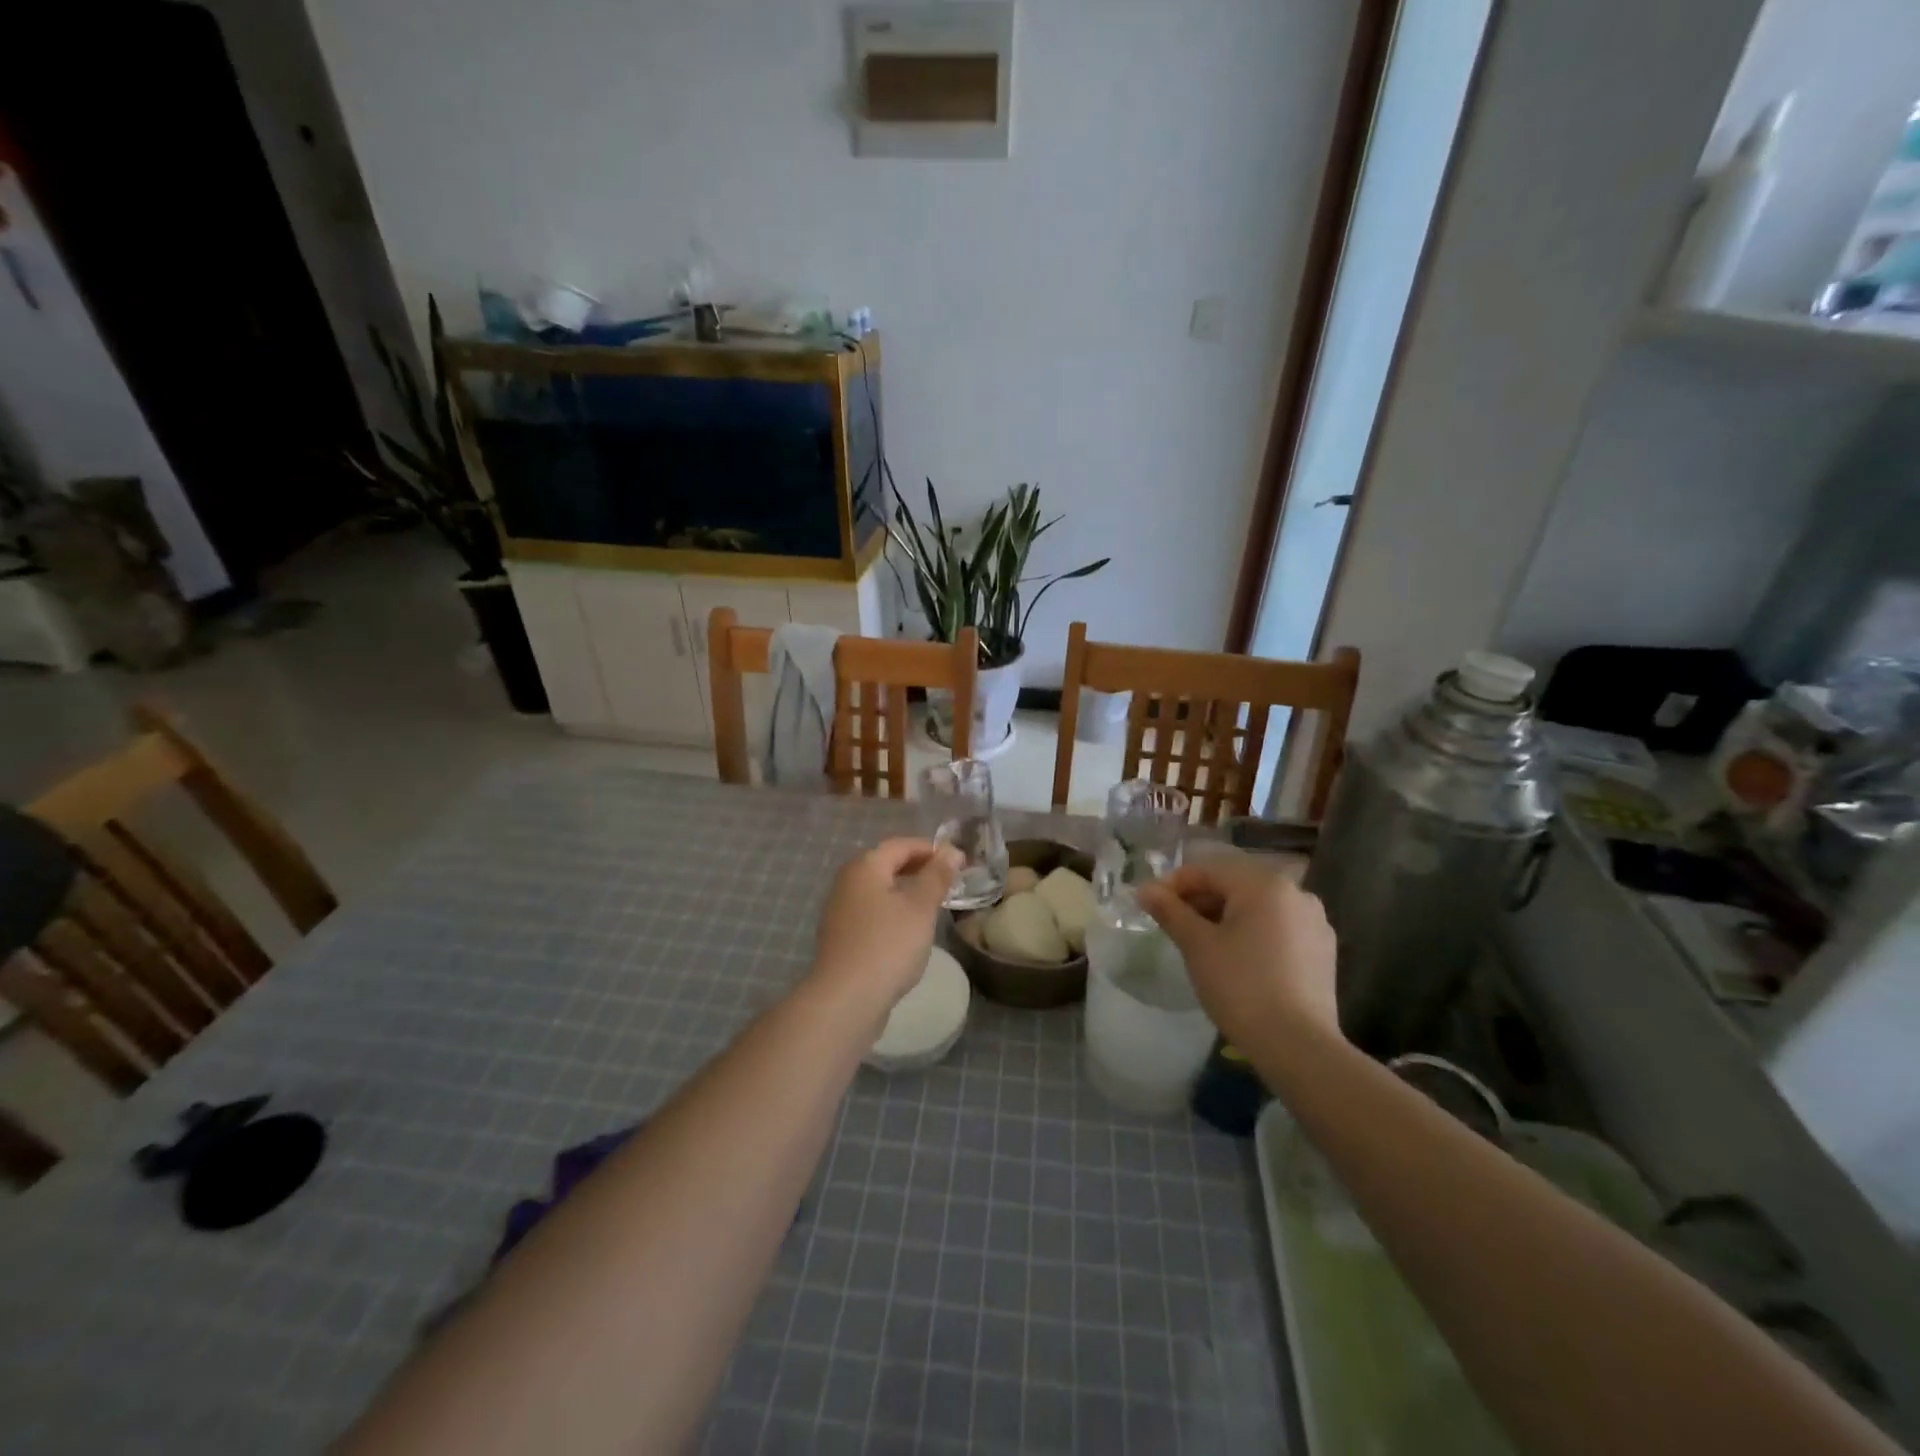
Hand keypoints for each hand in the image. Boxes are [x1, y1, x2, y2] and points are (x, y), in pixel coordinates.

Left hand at [811, 839, 961, 1007]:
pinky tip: (909, 931)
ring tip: (933, 905)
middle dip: (918, 868)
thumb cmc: (888, 945)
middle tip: (948, 881)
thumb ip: (936, 876)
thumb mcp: (921, 907)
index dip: (930, 849)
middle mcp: (847, 882)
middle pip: (886, 864)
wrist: (846, 999)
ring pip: (878, 890)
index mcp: (865, 867)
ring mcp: (840, 911)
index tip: (958, 861)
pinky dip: (893, 912)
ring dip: (905, 891)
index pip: (900, 845)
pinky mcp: (841, 937)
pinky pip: (871, 912)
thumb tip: (951, 850)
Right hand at [1137, 853, 1340, 1049]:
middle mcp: (1295, 893)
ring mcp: (1314, 922)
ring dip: (1225, 916)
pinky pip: (1278, 928)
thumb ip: (1170, 911)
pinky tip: (1237, 960)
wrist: (1298, 1046)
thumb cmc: (1241, 987)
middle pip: (1235, 885)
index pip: (1208, 870)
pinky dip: (1252, 933)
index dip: (1174, 884)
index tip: (1151, 905)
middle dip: (1200, 900)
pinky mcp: (1323, 950)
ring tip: (1201, 943)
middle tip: (1173, 925)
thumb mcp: (1197, 946)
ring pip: (1257, 907)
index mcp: (1264, 884)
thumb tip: (1145, 889)